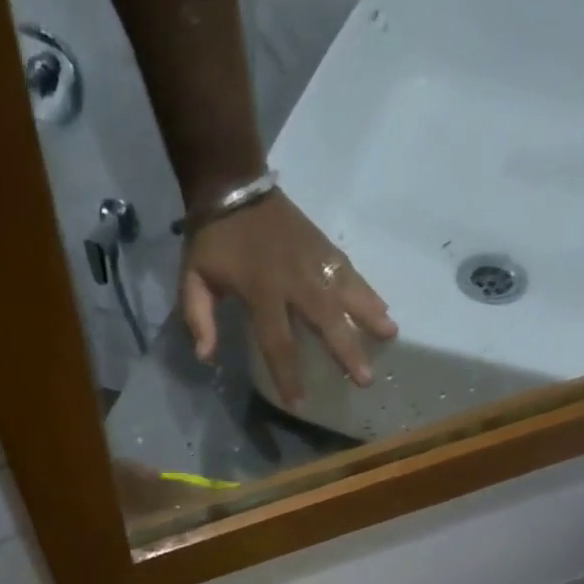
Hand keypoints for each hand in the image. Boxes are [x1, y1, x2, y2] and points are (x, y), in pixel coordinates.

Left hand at [179, 192, 396, 406]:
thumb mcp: (193, 280)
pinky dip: (367, 289)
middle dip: (346, 350)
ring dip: (369, 315)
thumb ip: (198, 319)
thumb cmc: (212, 239)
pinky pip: (348, 270)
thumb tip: (206, 358)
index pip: (278, 341)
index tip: (299, 403)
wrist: (231, 180)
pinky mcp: (322, 244)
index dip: (288, 375)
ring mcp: (312, 257)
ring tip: (390, 335)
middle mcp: (294, 276)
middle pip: (325, 318)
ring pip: (346, 290)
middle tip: (366, 379)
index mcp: (261, 289)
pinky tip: (383, 306)